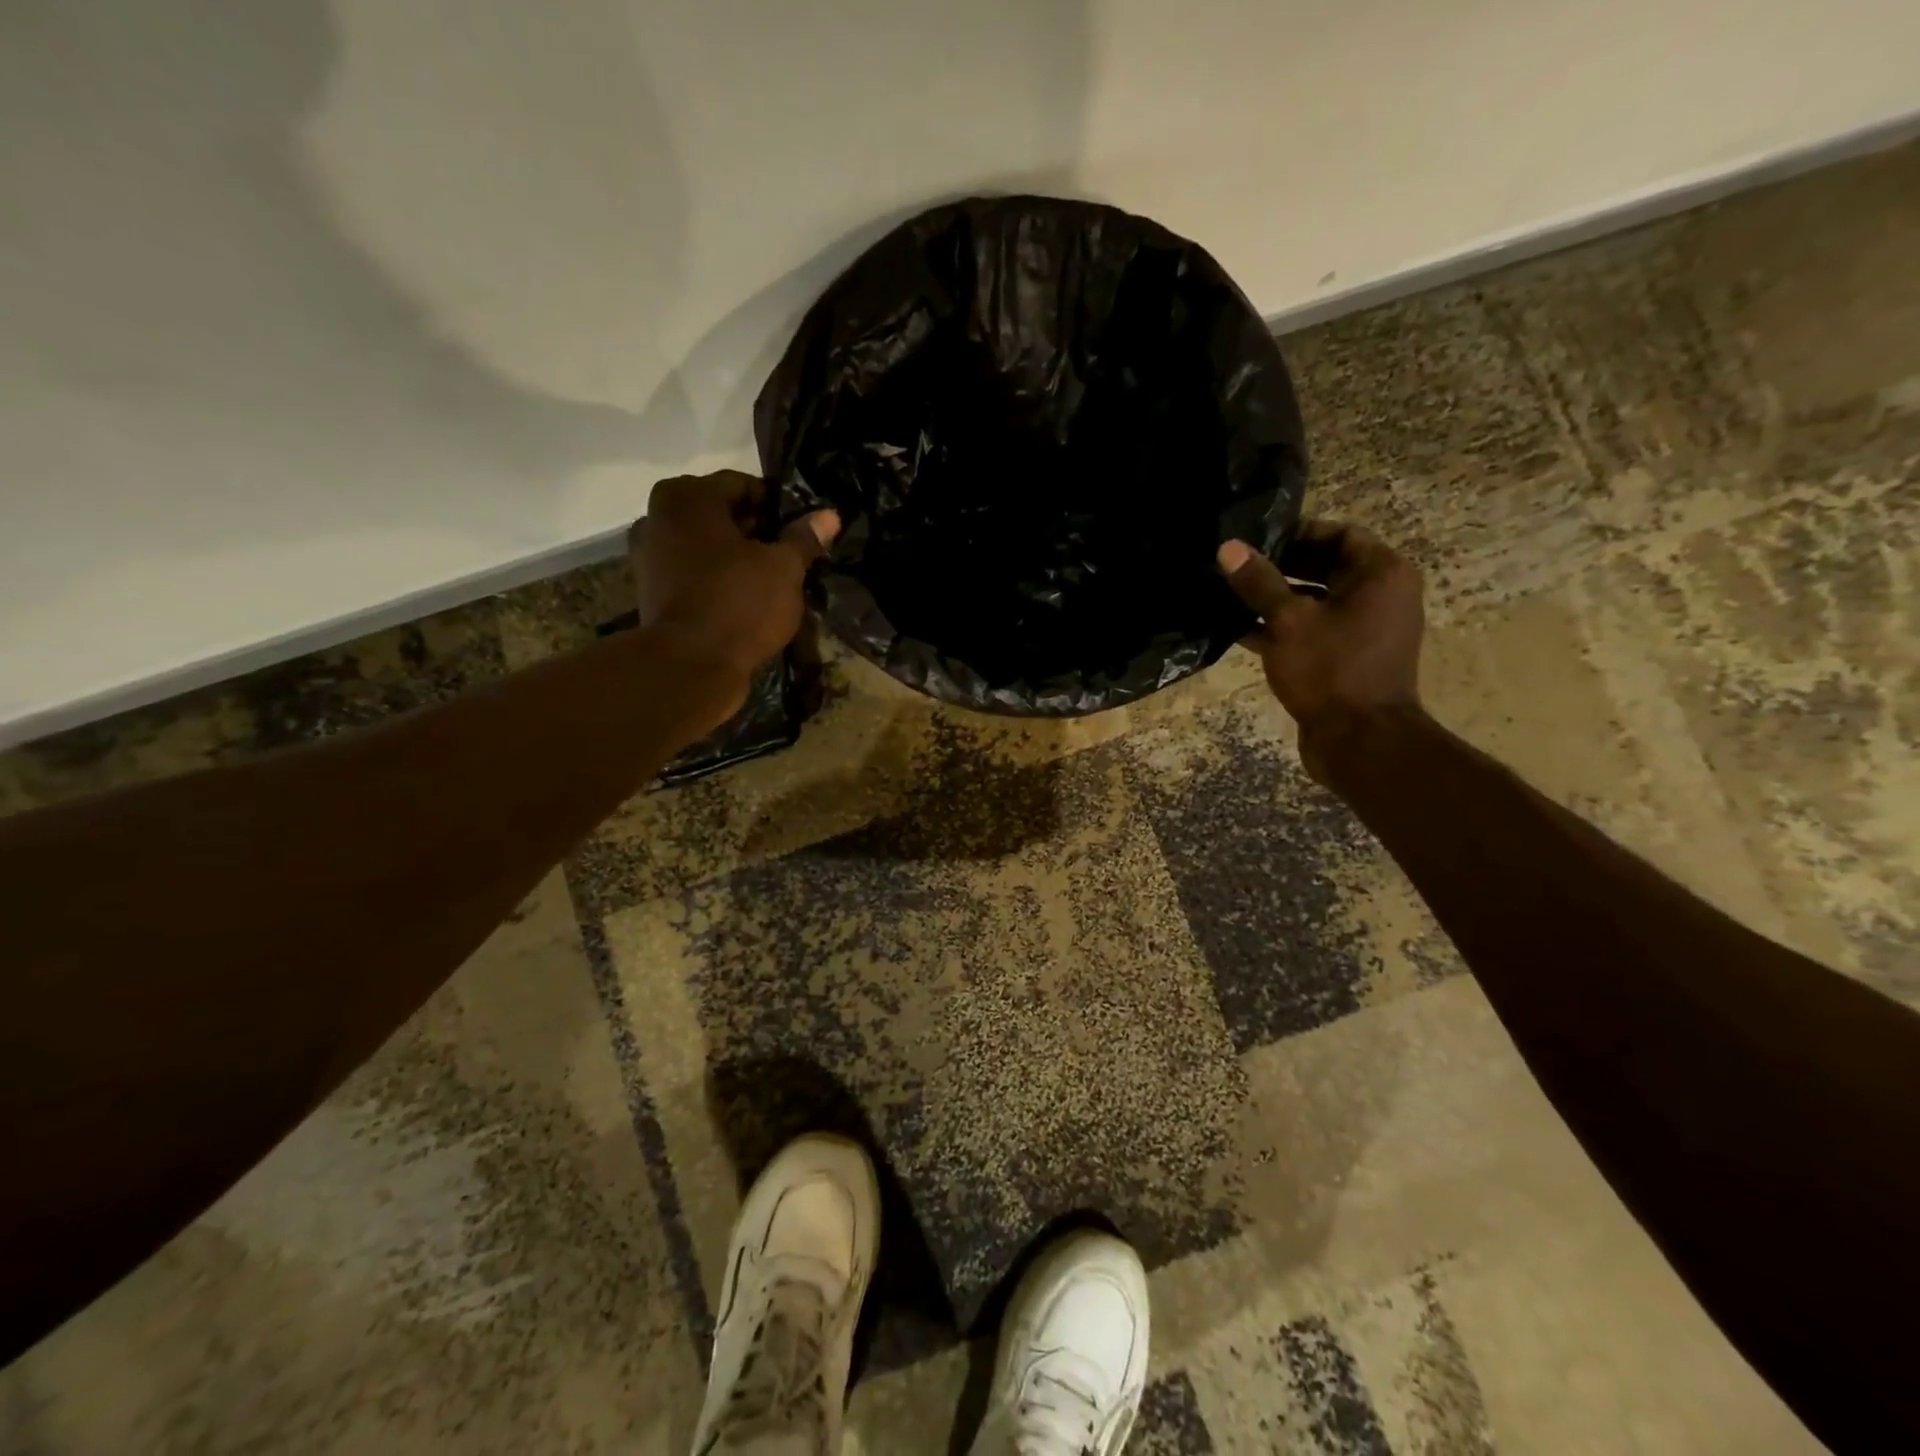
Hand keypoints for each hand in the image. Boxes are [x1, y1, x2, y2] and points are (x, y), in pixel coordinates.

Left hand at [630, 470, 838, 728]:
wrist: (689, 666)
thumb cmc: (739, 603)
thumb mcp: (784, 568)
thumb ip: (804, 538)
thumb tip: (829, 515)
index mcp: (687, 496)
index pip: (743, 485)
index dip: (778, 507)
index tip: (802, 531)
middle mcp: (658, 517)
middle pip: (722, 515)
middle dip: (757, 533)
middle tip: (791, 558)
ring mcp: (650, 556)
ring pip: (708, 547)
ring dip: (738, 559)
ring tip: (772, 582)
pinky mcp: (652, 592)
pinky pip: (695, 574)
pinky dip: (718, 581)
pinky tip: (746, 601)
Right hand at [1218, 521, 1424, 782]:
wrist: (1360, 742)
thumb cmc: (1331, 670)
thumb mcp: (1288, 621)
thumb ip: (1259, 583)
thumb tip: (1228, 548)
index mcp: (1381, 575)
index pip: (1340, 534)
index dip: (1298, 532)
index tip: (1257, 538)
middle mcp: (1380, 597)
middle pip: (1326, 567)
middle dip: (1280, 566)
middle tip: (1236, 565)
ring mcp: (1364, 630)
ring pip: (1314, 601)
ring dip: (1275, 599)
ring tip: (1230, 594)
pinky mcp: (1345, 659)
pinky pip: (1311, 631)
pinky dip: (1281, 629)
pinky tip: (1238, 630)